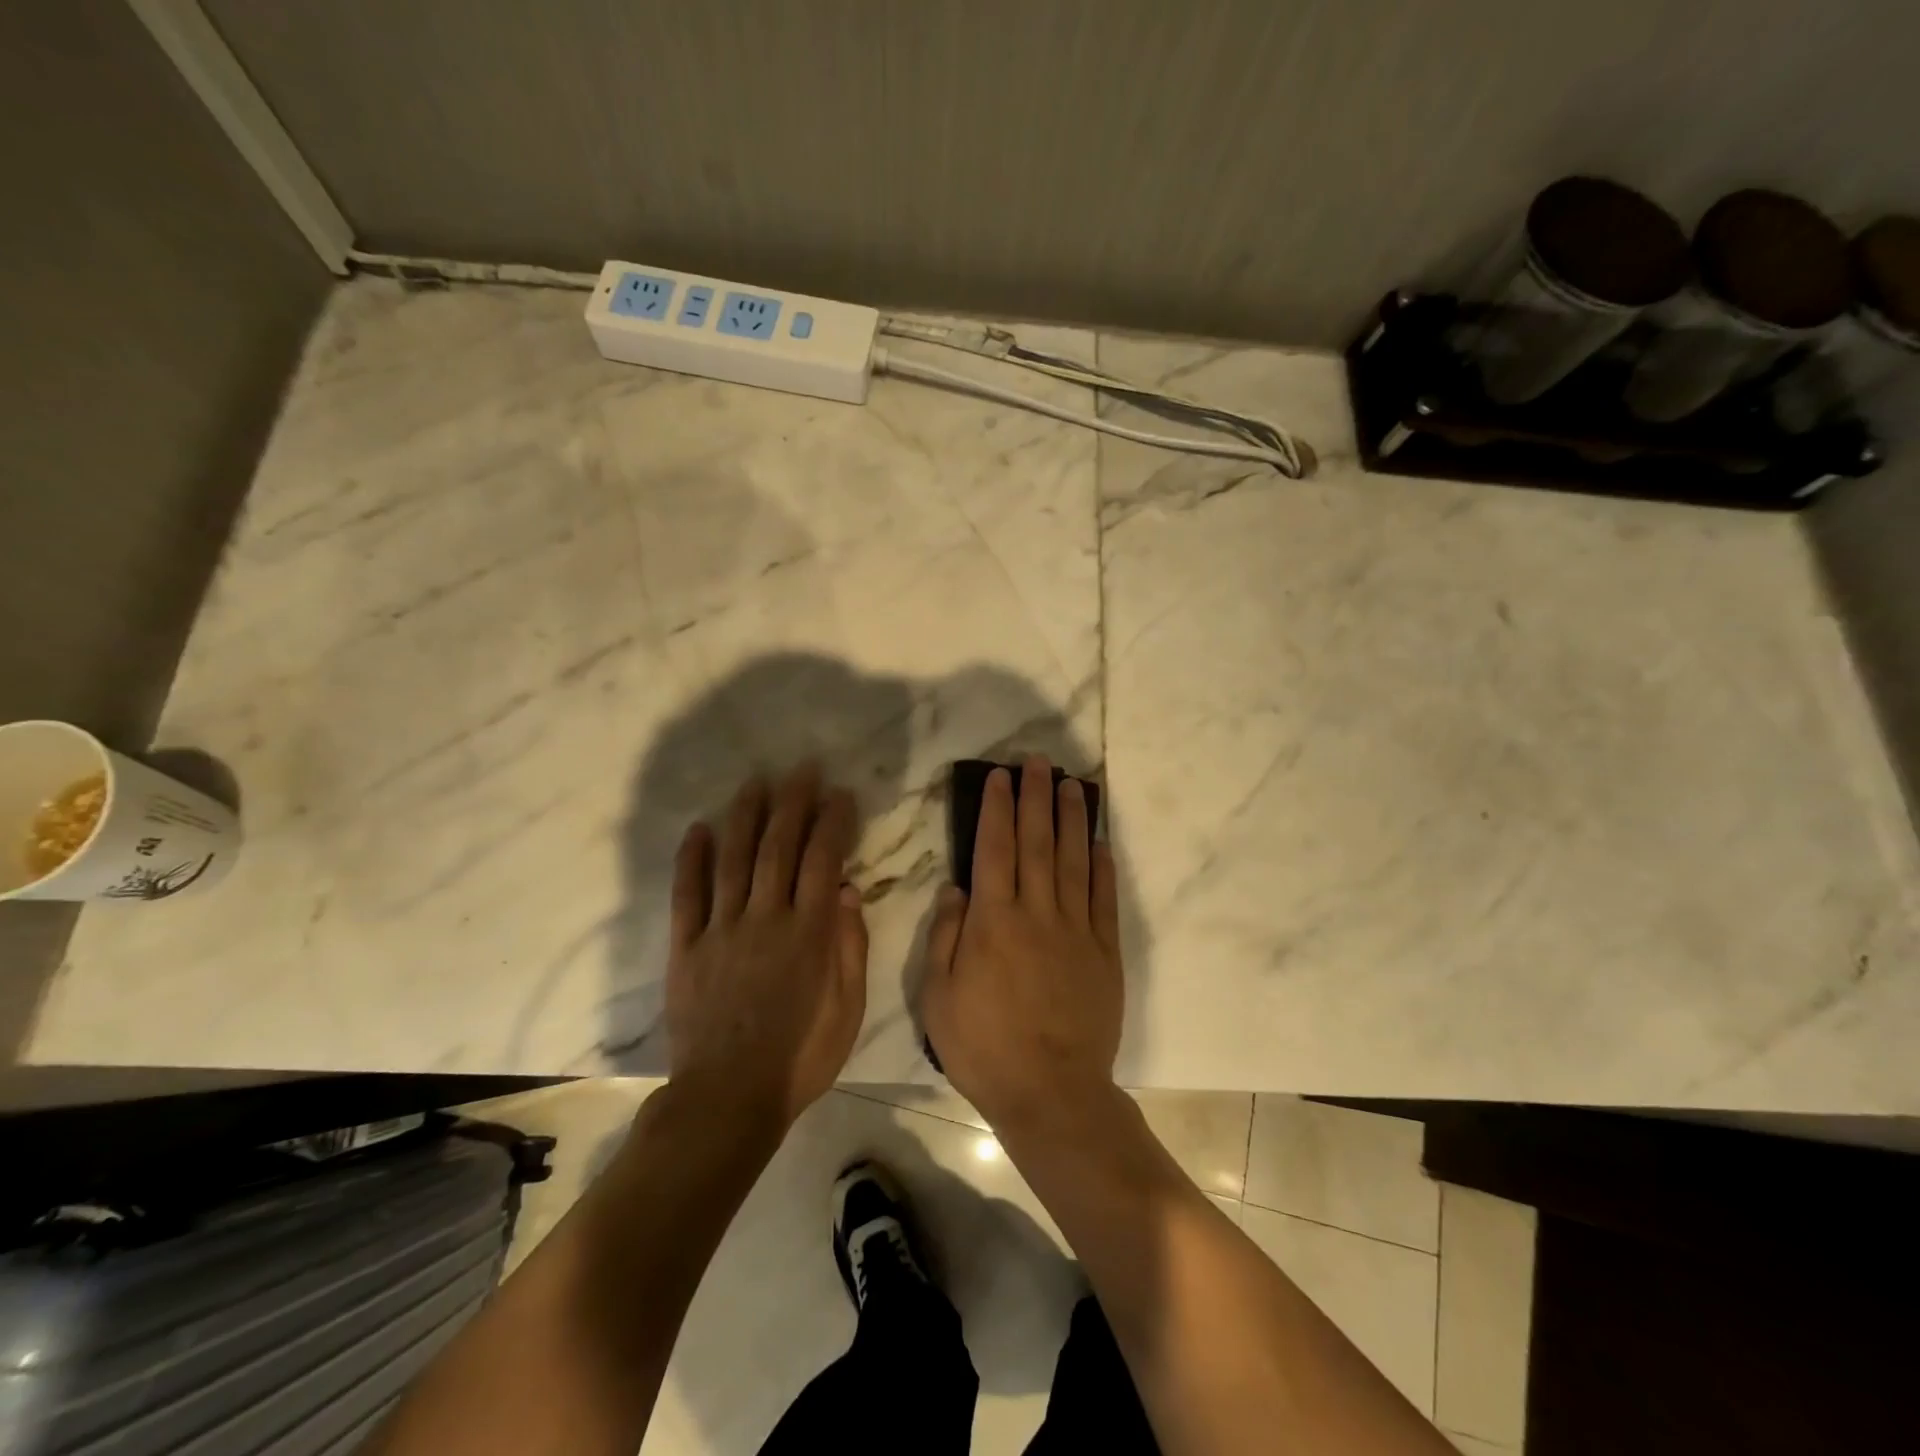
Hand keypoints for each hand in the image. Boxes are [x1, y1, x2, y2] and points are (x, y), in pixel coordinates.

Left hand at [665, 765, 868, 1127]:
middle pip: (779, 847)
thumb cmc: (800, 1057)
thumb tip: (847, 891)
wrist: (728, 1098)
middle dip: (792, 803)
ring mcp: (721, 930)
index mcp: (809, 933)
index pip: (824, 860)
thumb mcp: (848, 1009)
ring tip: (755, 783)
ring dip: (745, 817)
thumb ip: (849, 947)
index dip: (832, 821)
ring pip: (734, 860)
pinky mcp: (686, 948)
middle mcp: (765, 918)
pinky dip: (691, 859)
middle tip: (801, 770)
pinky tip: (698, 828)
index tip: (839, 794)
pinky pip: (687, 895)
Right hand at [920, 756, 1122, 1132]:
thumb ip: (946, 937)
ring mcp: (1076, 931)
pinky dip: (1102, 867)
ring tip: (1071, 784)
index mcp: (993, 922)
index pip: (994, 849)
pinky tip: (1099, 842)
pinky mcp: (1105, 952)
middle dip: (1035, 797)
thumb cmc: (984, 1048)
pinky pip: (1103, 900)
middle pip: (1037, 843)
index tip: (999, 777)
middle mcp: (1036, 914)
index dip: (996, 808)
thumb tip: (956, 888)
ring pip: (1073, 861)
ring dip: (1071, 819)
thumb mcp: (938, 998)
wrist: (1051, 1092)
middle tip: (1038, 762)